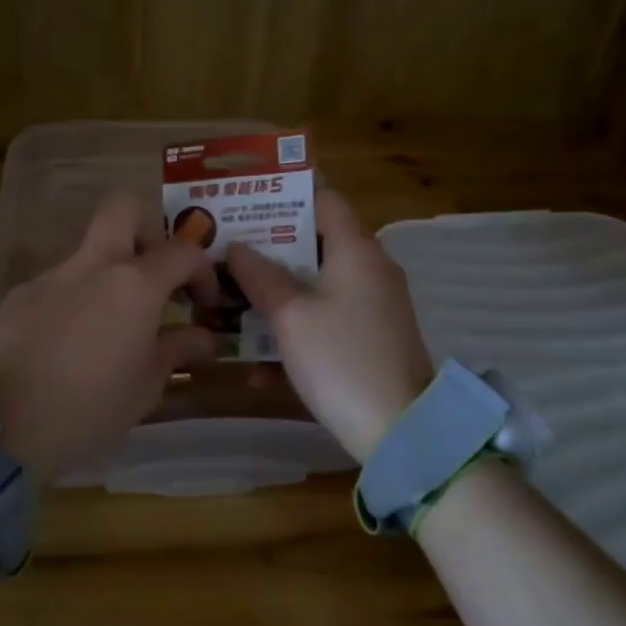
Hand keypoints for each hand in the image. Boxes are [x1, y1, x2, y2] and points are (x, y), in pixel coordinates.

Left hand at [0, 193, 221, 483]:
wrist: (7, 428)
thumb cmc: (92, 408)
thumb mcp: (148, 384)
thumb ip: (180, 349)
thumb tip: (206, 337)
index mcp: (134, 284)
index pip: (183, 252)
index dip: (202, 271)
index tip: (202, 303)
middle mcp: (92, 265)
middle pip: (123, 208)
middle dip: (147, 228)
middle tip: (153, 272)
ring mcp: (50, 276)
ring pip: (88, 253)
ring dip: (107, 276)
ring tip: (108, 329)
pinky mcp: (19, 296)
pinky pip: (57, 285)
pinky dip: (73, 302)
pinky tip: (66, 346)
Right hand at [226, 190, 433, 463]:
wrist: (400, 430)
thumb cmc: (341, 358)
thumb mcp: (291, 315)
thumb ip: (260, 276)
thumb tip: (237, 247)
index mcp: (356, 250)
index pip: (323, 198)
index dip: (284, 196)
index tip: (244, 202)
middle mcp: (369, 270)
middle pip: (314, 244)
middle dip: (267, 250)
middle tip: (224, 253)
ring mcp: (372, 307)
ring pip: (314, 287)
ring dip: (274, 297)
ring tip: (229, 305)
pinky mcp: (369, 340)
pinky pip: (325, 323)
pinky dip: (295, 335)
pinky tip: (258, 370)